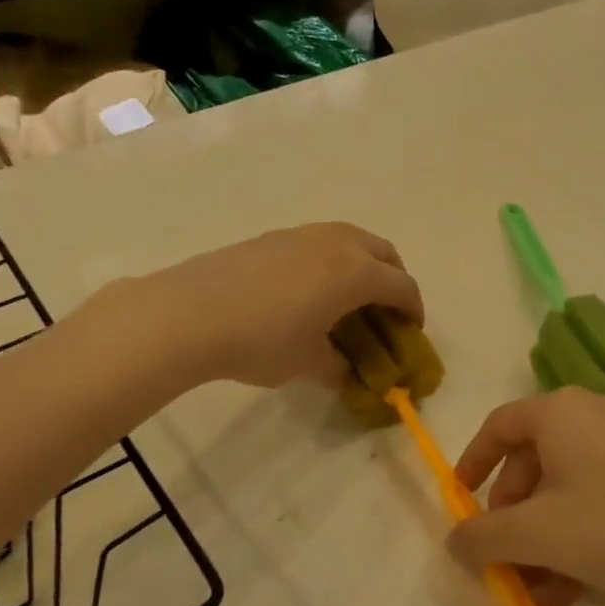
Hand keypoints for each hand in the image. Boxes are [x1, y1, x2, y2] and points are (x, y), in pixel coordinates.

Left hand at [144, 223, 423, 388]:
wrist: (191, 313)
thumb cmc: (263, 340)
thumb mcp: (308, 363)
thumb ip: (338, 366)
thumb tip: (346, 371)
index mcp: (358, 272)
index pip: (402, 286)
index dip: (413, 310)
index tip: (410, 332)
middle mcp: (339, 243)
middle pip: (384, 253)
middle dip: (393, 279)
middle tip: (384, 309)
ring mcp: (304, 234)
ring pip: (351, 240)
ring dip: (362, 264)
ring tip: (346, 297)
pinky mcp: (274, 236)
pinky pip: (319, 242)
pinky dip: (330, 261)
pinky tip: (306, 290)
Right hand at [447, 388, 604, 605]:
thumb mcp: (538, 534)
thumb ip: (484, 536)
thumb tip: (455, 540)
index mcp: (559, 411)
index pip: (499, 425)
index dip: (473, 462)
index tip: (461, 500)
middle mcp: (591, 413)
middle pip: (532, 459)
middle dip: (512, 513)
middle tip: (504, 555)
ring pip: (565, 485)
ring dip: (544, 536)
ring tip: (538, 591)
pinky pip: (596, 494)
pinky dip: (577, 533)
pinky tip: (573, 589)